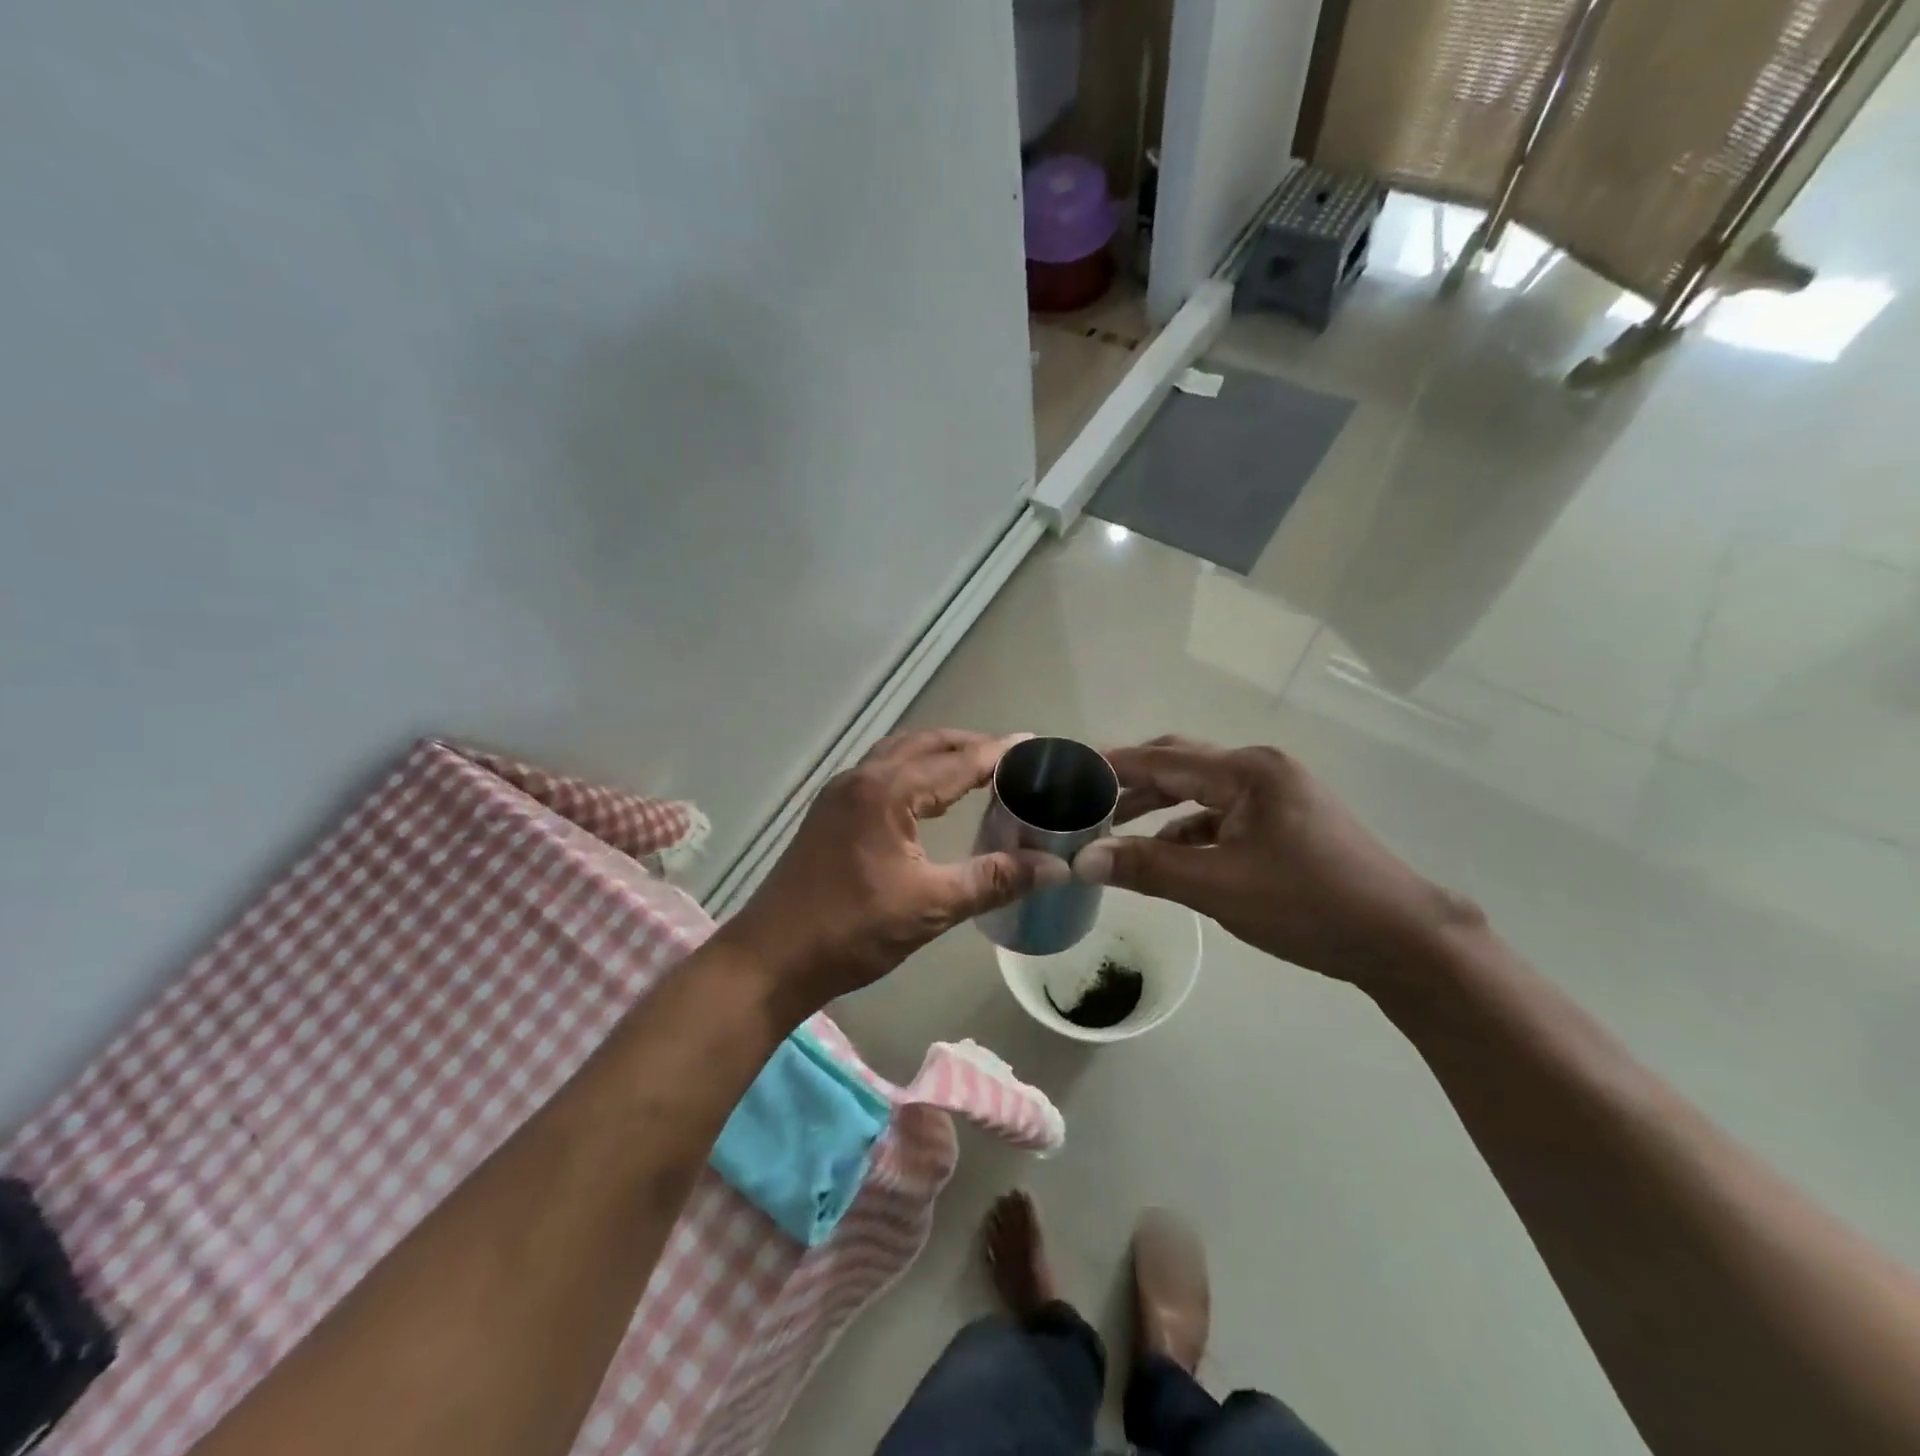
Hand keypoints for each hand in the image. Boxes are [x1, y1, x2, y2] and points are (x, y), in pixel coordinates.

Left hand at [719, 729, 1069, 1015]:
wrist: (772, 958)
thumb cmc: (852, 931)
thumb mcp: (930, 906)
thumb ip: (993, 880)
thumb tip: (1055, 867)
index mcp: (887, 792)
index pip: (957, 762)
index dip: (999, 754)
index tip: (1036, 745)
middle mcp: (862, 778)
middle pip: (926, 744)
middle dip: (970, 746)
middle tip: (1011, 759)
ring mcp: (840, 793)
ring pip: (899, 753)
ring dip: (938, 753)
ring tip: (976, 769)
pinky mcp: (830, 811)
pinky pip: (881, 771)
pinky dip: (913, 769)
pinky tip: (928, 795)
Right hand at [1071, 737, 1477, 988]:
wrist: (1403, 941)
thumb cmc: (1309, 905)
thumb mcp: (1219, 887)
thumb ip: (1148, 867)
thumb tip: (1084, 859)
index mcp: (1247, 772)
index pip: (1162, 759)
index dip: (1112, 765)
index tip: (1066, 771)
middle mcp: (1260, 770)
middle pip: (1180, 766)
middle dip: (1131, 783)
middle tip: (1084, 800)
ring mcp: (1276, 795)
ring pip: (1200, 792)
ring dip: (1158, 808)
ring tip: (1113, 828)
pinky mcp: (1284, 822)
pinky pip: (1222, 815)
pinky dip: (1189, 830)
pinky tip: (1167, 854)